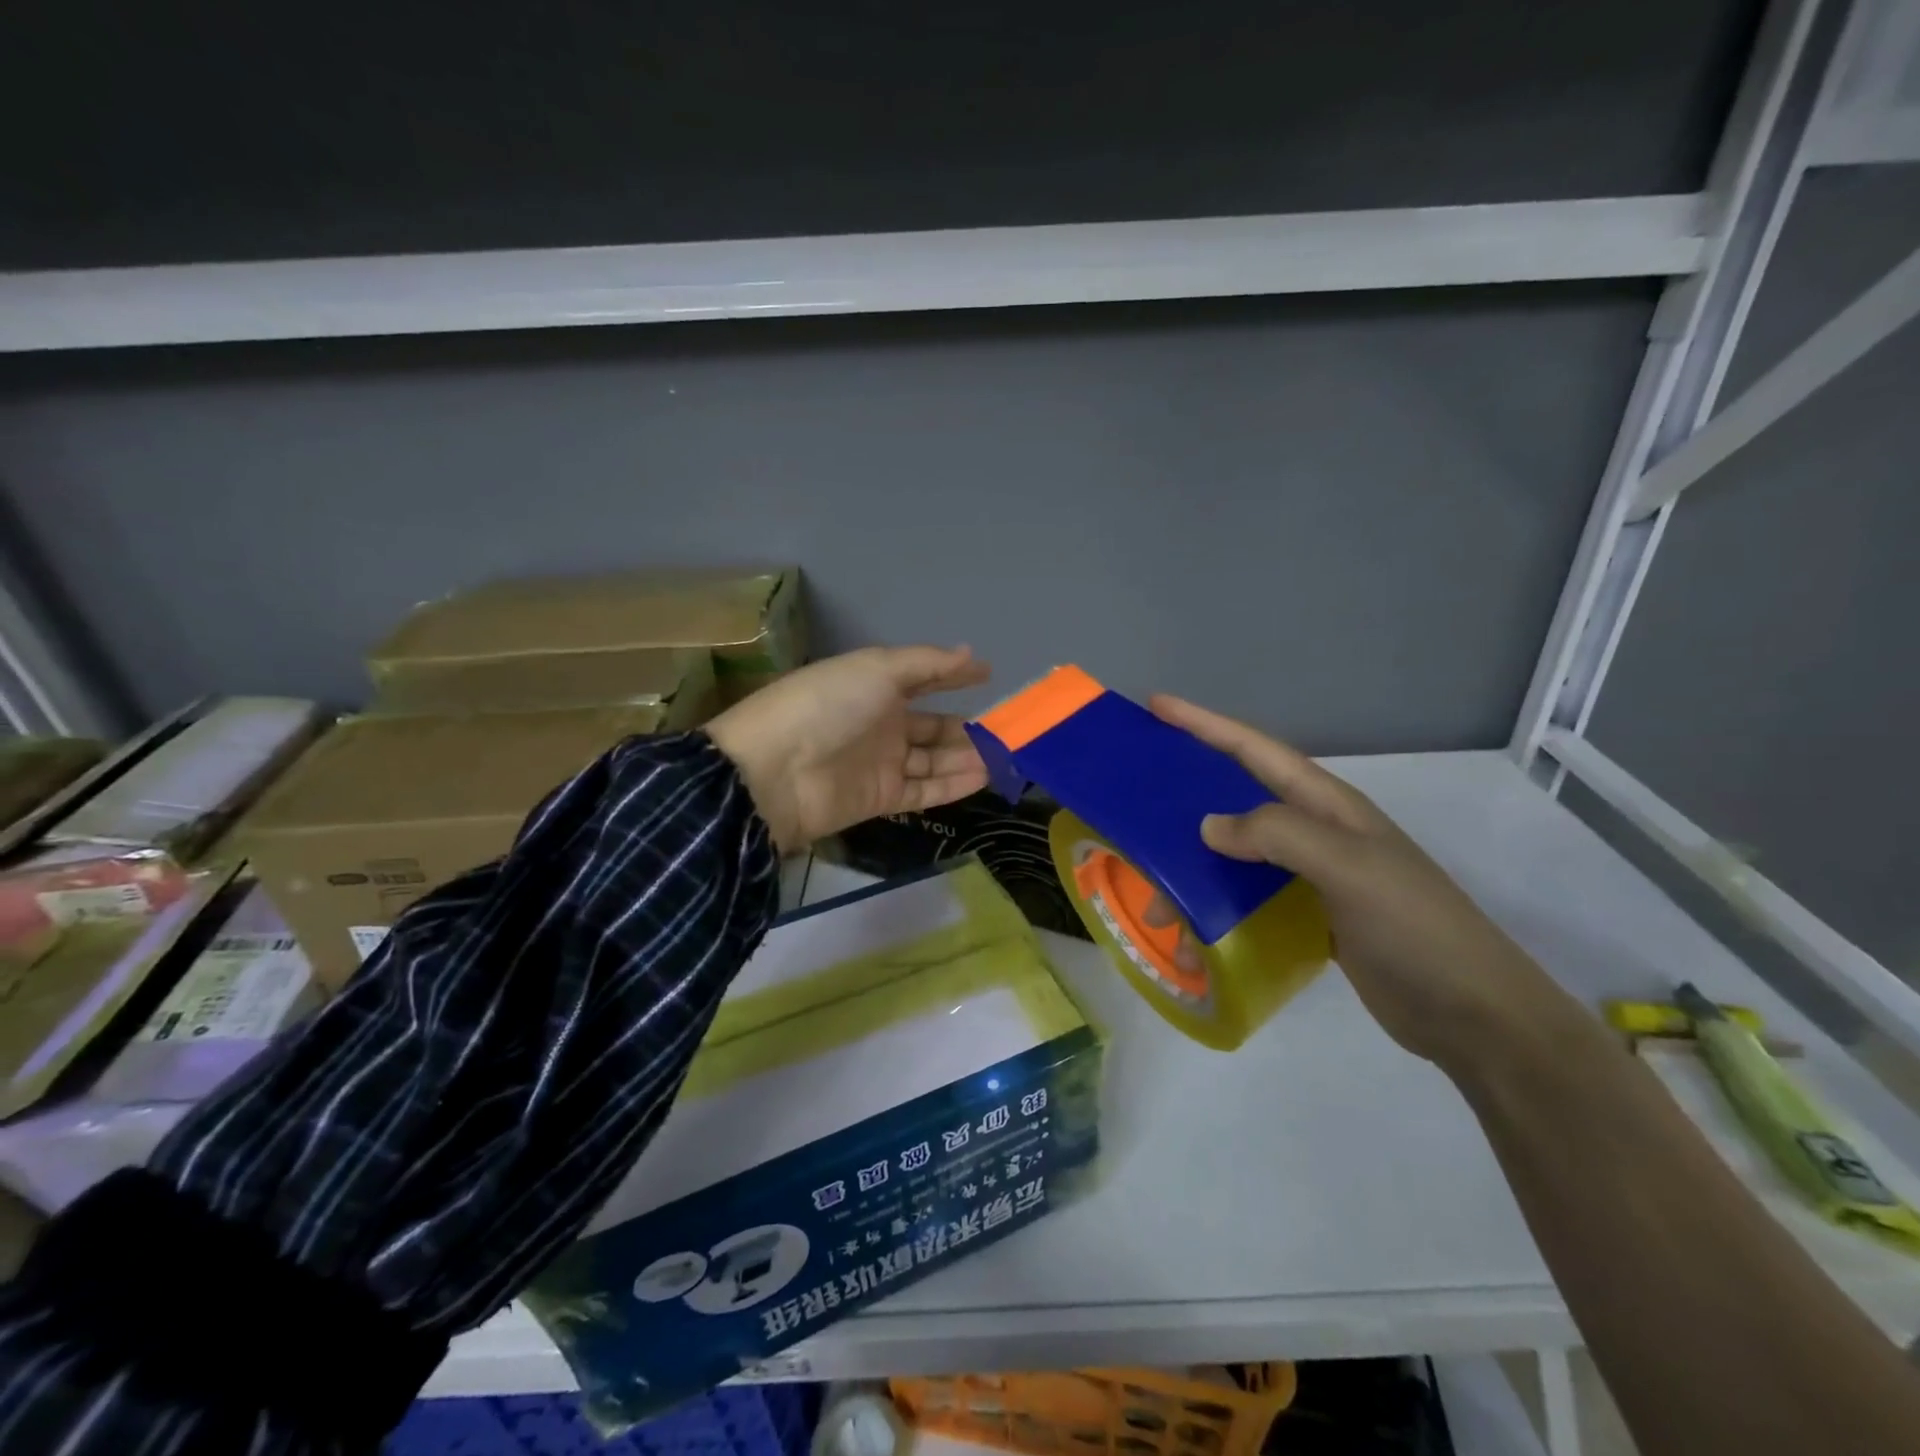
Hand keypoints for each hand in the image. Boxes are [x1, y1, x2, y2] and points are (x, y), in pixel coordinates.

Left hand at [706, 646, 991, 853]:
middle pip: (931, 726)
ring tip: (1004, 758)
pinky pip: (924, 790)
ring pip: (933, 760)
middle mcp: (879, 723)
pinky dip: (952, 785)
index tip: (988, 676)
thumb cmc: (827, 706)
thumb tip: (970, 653)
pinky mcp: (880, 799)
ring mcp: (880, 763)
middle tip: (1008, 732)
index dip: (953, 677)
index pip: (922, 679)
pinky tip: (982, 779)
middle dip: (966, 728)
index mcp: (874, 685)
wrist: (774, 771)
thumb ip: (927, 664)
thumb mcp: (877, 669)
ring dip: (966, 758)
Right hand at [1151, 695, 1552, 1062]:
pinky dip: (1215, 905)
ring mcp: (1312, 876)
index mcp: (1327, 806)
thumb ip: (1278, 834)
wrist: (1472, 1014)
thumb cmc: (1414, 928)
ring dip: (1195, 863)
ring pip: (1237, 852)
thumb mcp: (1349, 867)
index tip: (1157, 705)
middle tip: (1136, 796)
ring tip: (1154, 889)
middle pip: (1239, 796)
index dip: (1205, 725)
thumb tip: (1207, 825)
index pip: (1255, 750)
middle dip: (1188, 790)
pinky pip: (1247, 897)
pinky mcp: (1308, 916)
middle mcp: (1316, 832)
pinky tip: (1191, 925)